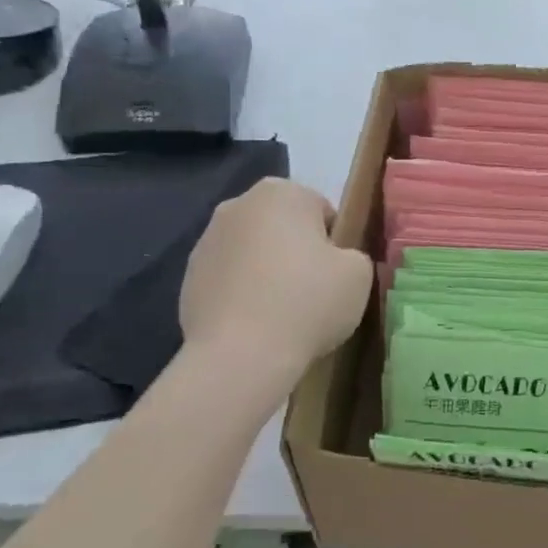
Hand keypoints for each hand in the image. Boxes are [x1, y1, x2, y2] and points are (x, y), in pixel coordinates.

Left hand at [179, 179, 372, 369]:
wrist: (241, 355)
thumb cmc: (308, 302)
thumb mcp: (359, 274)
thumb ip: (353, 255)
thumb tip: (337, 261)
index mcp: (281, 192)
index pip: (322, 210)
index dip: (335, 243)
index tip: (337, 274)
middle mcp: (237, 205)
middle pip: (283, 227)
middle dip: (297, 252)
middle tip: (314, 292)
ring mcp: (205, 242)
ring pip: (254, 252)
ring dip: (268, 272)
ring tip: (284, 313)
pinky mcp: (187, 279)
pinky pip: (230, 280)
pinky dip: (243, 295)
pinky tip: (257, 325)